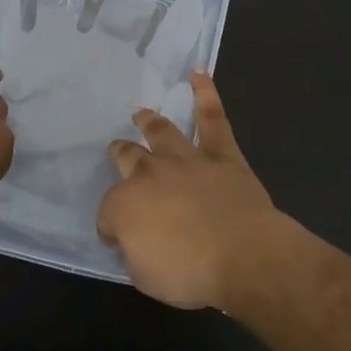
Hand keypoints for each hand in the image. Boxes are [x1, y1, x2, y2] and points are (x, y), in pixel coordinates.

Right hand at [96, 72, 282, 308]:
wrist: (243, 255)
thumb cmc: (190, 273)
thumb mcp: (145, 277)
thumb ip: (135, 253)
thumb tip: (134, 242)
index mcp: (125, 205)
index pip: (107, 214)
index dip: (110, 227)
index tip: (115, 238)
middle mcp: (150, 174)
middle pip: (128, 158)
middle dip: (121, 155)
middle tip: (117, 150)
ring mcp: (186, 160)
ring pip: (162, 132)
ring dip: (149, 122)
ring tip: (141, 113)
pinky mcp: (221, 155)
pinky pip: (212, 119)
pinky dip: (205, 94)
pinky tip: (198, 73)